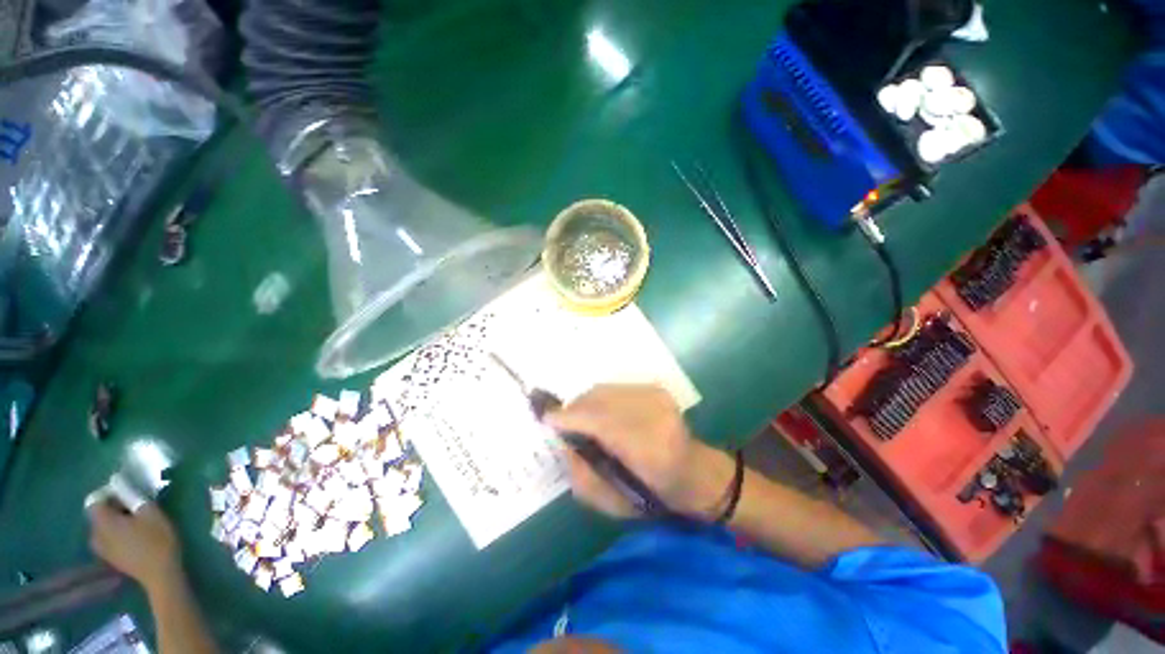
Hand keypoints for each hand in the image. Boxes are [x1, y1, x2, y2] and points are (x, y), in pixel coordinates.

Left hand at [88, 501, 182, 593]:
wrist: (159, 574)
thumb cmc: (157, 540)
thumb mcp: (151, 513)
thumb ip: (134, 497)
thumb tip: (121, 484)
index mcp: (103, 522)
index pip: (94, 500)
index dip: (108, 493)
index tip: (126, 493)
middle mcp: (95, 534)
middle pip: (98, 514)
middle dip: (113, 508)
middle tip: (134, 507)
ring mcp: (101, 549)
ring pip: (102, 528)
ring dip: (115, 521)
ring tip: (135, 522)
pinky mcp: (109, 558)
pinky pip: (107, 539)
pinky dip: (116, 533)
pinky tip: (133, 537)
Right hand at [545, 384, 734, 518]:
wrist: (694, 471)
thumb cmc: (654, 495)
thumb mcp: (613, 503)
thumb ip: (582, 476)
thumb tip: (563, 442)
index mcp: (649, 452)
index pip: (602, 424)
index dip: (572, 418)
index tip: (548, 418)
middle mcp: (655, 416)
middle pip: (600, 401)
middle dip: (576, 409)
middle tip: (563, 421)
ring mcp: (658, 398)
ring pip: (606, 391)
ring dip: (587, 403)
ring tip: (582, 419)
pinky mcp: (656, 389)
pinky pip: (616, 388)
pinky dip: (602, 399)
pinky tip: (603, 413)